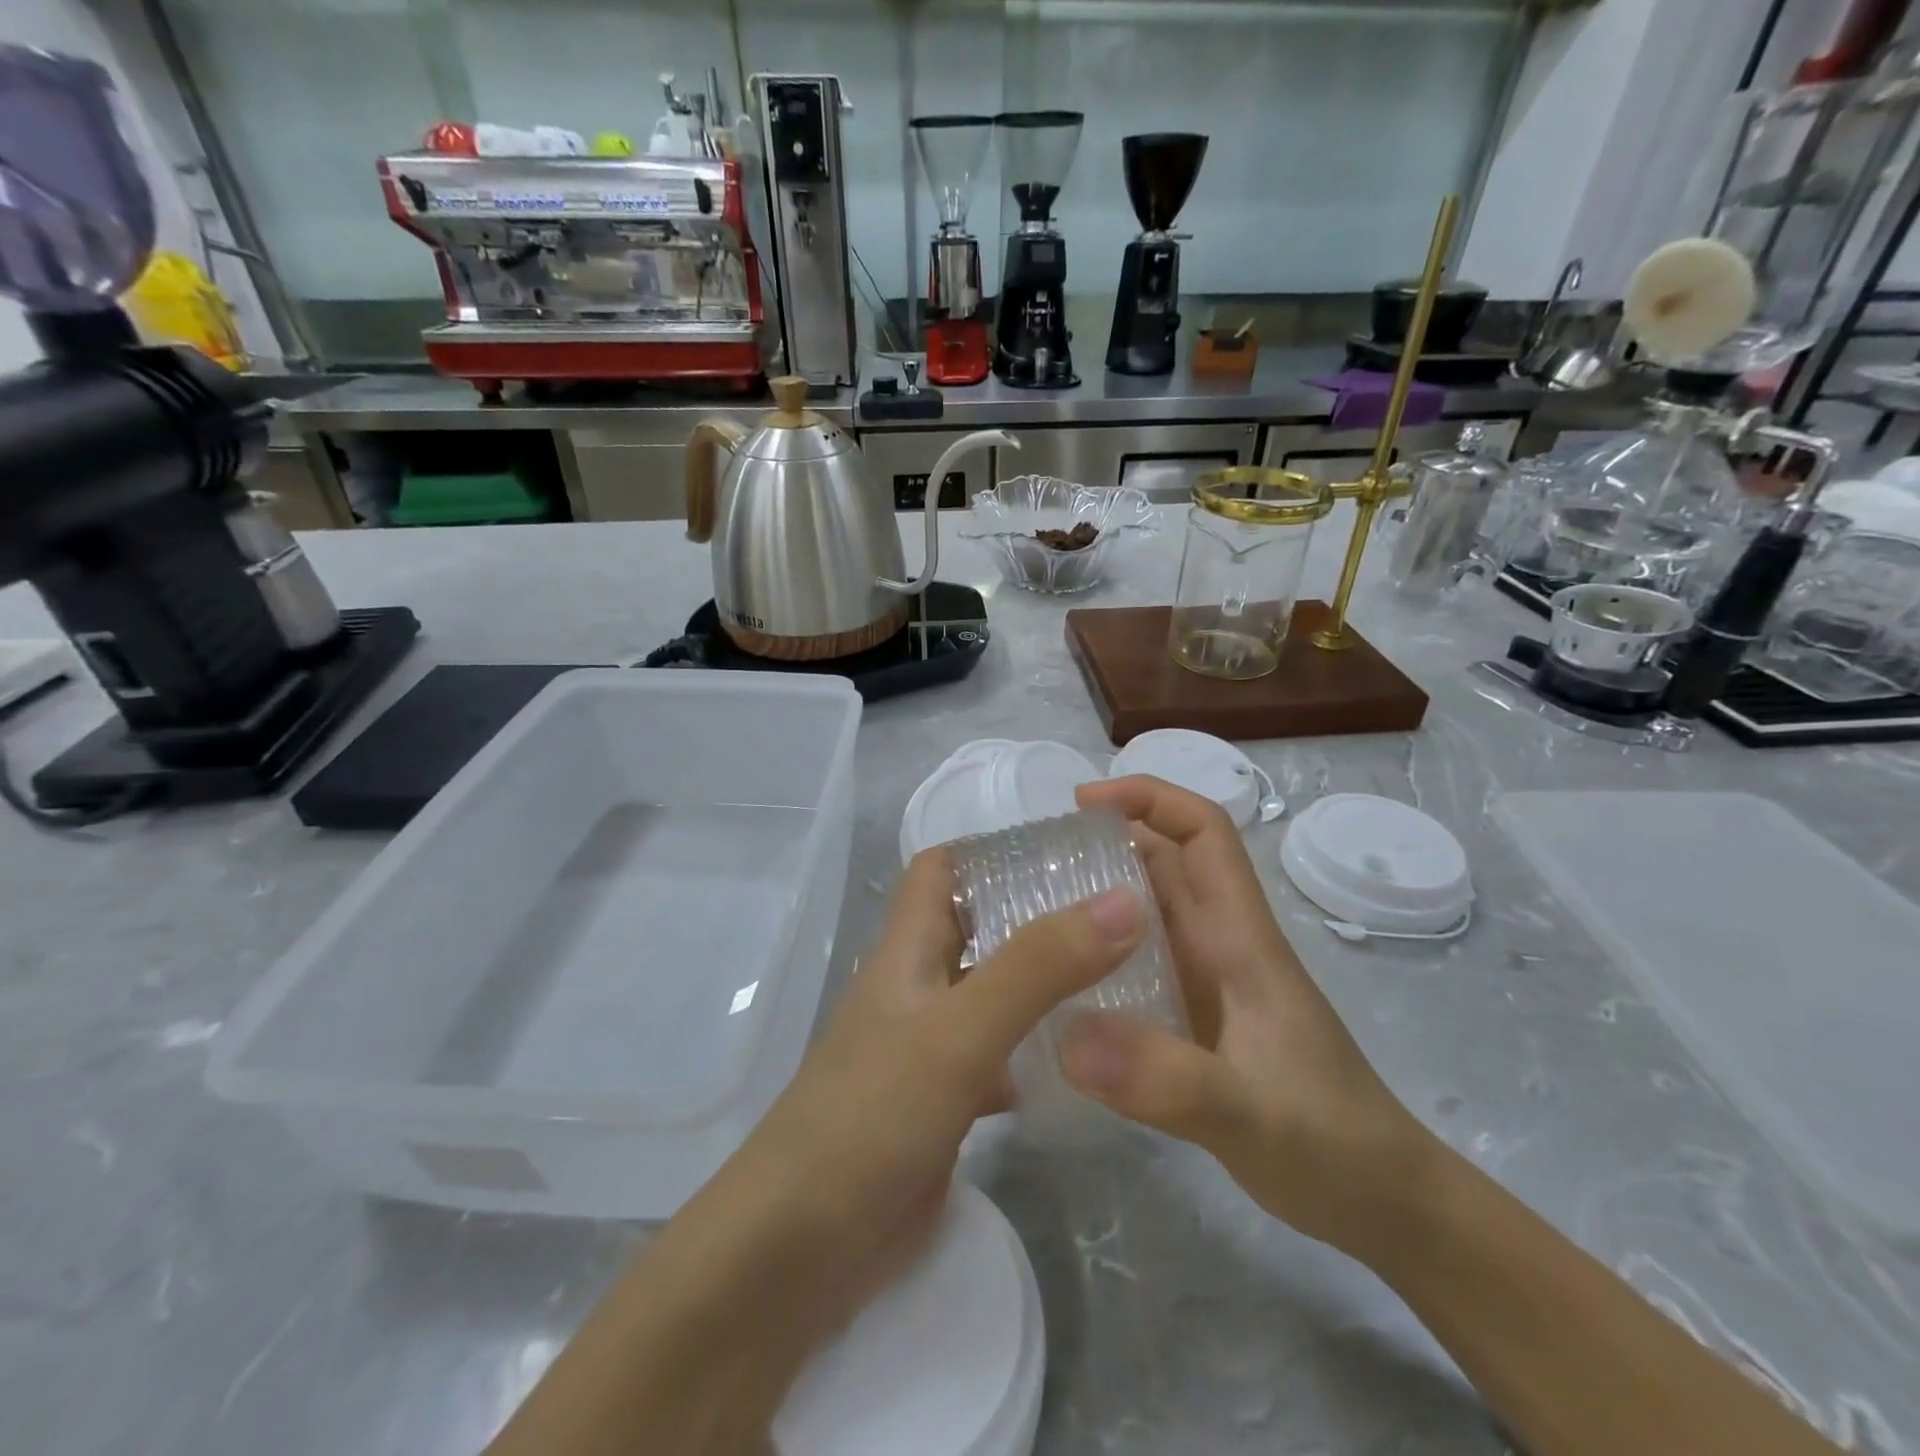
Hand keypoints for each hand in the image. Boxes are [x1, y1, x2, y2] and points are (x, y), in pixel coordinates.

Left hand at [718, 847, 1148, 1349]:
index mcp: (907, 948)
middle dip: (1040, 913)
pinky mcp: (944, 1102)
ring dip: (1046, 982)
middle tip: (1123, 911)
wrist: (797, 1250)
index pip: (943, 869)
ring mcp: (929, 1046)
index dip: (995, 849)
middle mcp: (917, 986)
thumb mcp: (959, 1031)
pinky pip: (999, 1056)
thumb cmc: (870, 1115)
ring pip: (995, 992)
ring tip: (1126, 974)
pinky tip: (1088, 1060)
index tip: (1071, 848)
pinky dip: (1038, 1050)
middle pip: (979, 926)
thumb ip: (1038, 967)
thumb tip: (1122, 900)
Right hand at [1060, 776, 1439, 1257]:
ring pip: (1145, 913)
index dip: (1148, 798)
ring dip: (1094, 899)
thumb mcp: (1250, 1114)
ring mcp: (1207, 983)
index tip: (1080, 802)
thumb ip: (1167, 1079)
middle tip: (1031, 863)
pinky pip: (1136, 966)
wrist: (1383, 1204)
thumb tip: (1067, 1037)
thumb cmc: (1331, 1144)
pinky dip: (1097, 958)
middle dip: (1103, 843)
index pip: (1203, 833)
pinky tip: (1056, 988)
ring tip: (1027, 915)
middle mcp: (1220, 946)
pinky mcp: (1193, 1021)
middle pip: (1163, 863)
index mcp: (1240, 938)